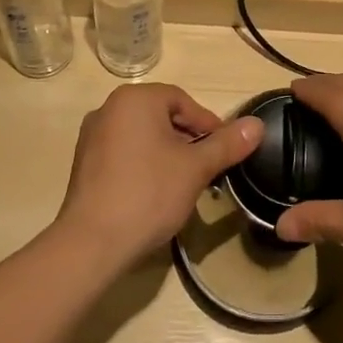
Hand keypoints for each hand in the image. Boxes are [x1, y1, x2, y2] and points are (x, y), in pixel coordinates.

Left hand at [55, 84, 262, 263]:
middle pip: (162, 116)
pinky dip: (144, 164)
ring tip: (185, 183)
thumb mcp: (196, 168)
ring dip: (168, 153)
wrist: (91, 244)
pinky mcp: (84, 163)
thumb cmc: (148, 194)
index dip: (208, 125)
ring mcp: (92, 136)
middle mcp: (109, 108)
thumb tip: (257, 125)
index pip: (183, 101)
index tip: (225, 151)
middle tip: (208, 169)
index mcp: (135, 99)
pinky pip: (124, 152)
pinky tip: (155, 193)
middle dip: (188, 140)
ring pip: (144, 136)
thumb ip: (227, 144)